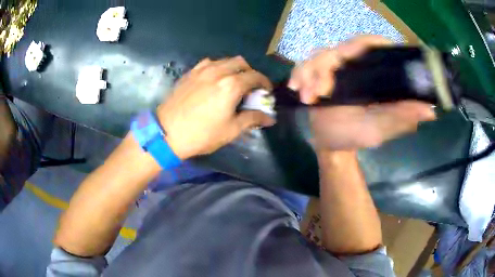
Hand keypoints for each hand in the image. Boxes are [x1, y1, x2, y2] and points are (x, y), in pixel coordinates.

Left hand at [157, 56, 274, 159]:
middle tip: (250, 87)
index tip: (266, 91)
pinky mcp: (190, 73)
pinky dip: (218, 68)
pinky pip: (209, 63)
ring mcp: (202, 70)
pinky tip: (214, 80)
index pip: (255, 76)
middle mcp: (218, 71)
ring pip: (225, 60)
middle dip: (250, 73)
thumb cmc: (201, 134)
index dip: (265, 83)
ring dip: (234, 68)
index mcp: (231, 85)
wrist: (167, 133)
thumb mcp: (231, 130)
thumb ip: (253, 119)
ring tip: (232, 83)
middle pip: (241, 63)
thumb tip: (270, 119)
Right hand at [288, 35, 435, 149]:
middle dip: (328, 64)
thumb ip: (402, 118)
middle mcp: (356, 66)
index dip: (365, 43)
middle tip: (322, 88)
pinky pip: (304, 66)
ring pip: (320, 55)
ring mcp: (335, 69)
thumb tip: (430, 111)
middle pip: (342, 47)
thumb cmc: (358, 136)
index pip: (372, 45)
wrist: (332, 145)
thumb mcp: (382, 128)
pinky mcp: (317, 75)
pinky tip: (297, 90)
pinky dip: (299, 75)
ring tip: (309, 97)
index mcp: (373, 74)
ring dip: (311, 73)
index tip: (352, 52)